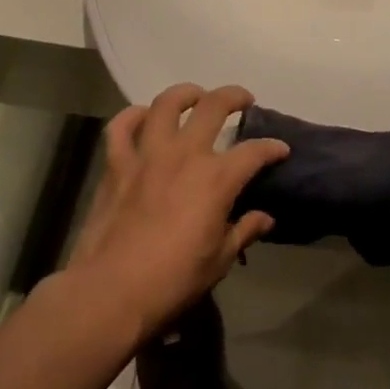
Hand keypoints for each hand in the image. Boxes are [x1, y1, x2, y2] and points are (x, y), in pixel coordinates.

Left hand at [68, 84, 288, 336]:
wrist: (109, 294)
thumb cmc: (172, 281)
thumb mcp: (218, 261)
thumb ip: (243, 231)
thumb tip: (265, 218)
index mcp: (216, 178)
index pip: (254, 151)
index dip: (272, 148)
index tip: (281, 150)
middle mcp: (185, 154)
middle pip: (214, 106)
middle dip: (235, 97)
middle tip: (243, 100)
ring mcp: (148, 155)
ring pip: (166, 104)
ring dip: (185, 94)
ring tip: (195, 96)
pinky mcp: (116, 165)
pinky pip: (121, 127)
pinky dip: (132, 116)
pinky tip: (142, 116)